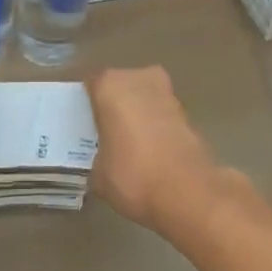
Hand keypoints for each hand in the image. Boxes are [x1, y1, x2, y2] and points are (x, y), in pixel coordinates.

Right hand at [86, 67, 227, 235]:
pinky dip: (156, 126)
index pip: (90, 85)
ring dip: (137, 113)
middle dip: (114, 105)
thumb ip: (97, 156)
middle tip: (105, 132)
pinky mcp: (187, 112)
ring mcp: (167, 92)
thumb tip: (103, 159)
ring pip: (143, 97)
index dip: (86, 104)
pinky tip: (150, 151)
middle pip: (119, 86)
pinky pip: (161, 113)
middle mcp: (138, 78)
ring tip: (128, 144)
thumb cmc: (133, 175)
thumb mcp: (99, 174)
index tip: (83, 123)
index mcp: (109, 85)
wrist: (189, 192)